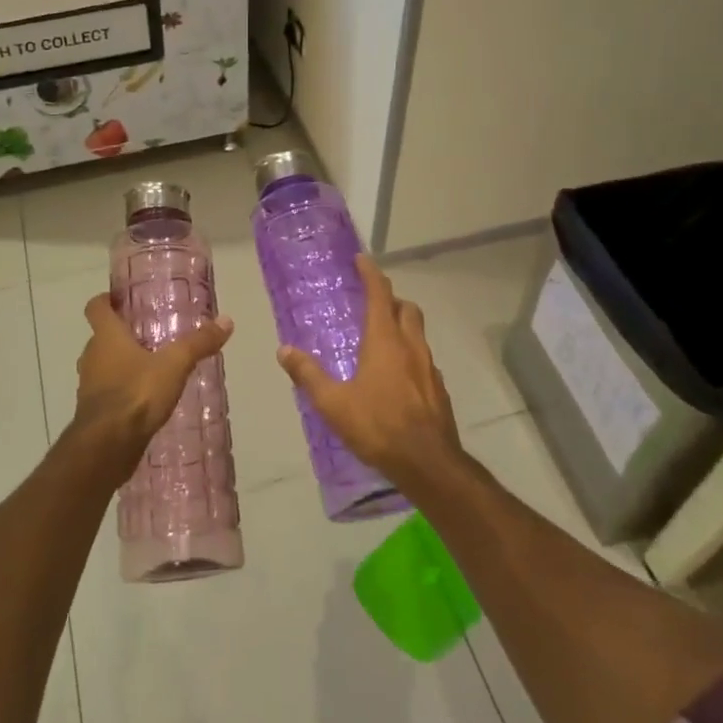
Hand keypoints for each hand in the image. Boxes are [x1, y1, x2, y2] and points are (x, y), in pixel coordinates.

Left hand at [72, 292, 233, 464]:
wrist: (107, 447)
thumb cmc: (136, 394)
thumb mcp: (175, 365)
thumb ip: (198, 343)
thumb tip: (227, 320)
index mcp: (106, 337)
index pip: (95, 307)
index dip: (105, 300)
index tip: (121, 299)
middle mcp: (91, 357)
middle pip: (101, 338)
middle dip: (121, 335)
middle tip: (149, 334)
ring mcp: (89, 387)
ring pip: (103, 367)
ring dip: (121, 365)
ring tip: (151, 367)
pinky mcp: (93, 414)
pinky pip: (107, 394)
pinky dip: (122, 392)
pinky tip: (145, 400)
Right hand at [277, 256, 462, 487]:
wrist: (428, 462)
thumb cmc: (377, 426)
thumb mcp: (333, 403)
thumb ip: (308, 374)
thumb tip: (284, 350)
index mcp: (385, 341)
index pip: (380, 295)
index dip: (371, 274)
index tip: (362, 260)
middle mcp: (411, 346)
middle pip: (406, 308)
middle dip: (391, 299)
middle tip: (373, 303)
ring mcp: (429, 367)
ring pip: (418, 333)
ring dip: (402, 325)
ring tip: (382, 339)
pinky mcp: (438, 389)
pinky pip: (424, 360)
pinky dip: (410, 355)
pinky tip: (397, 377)